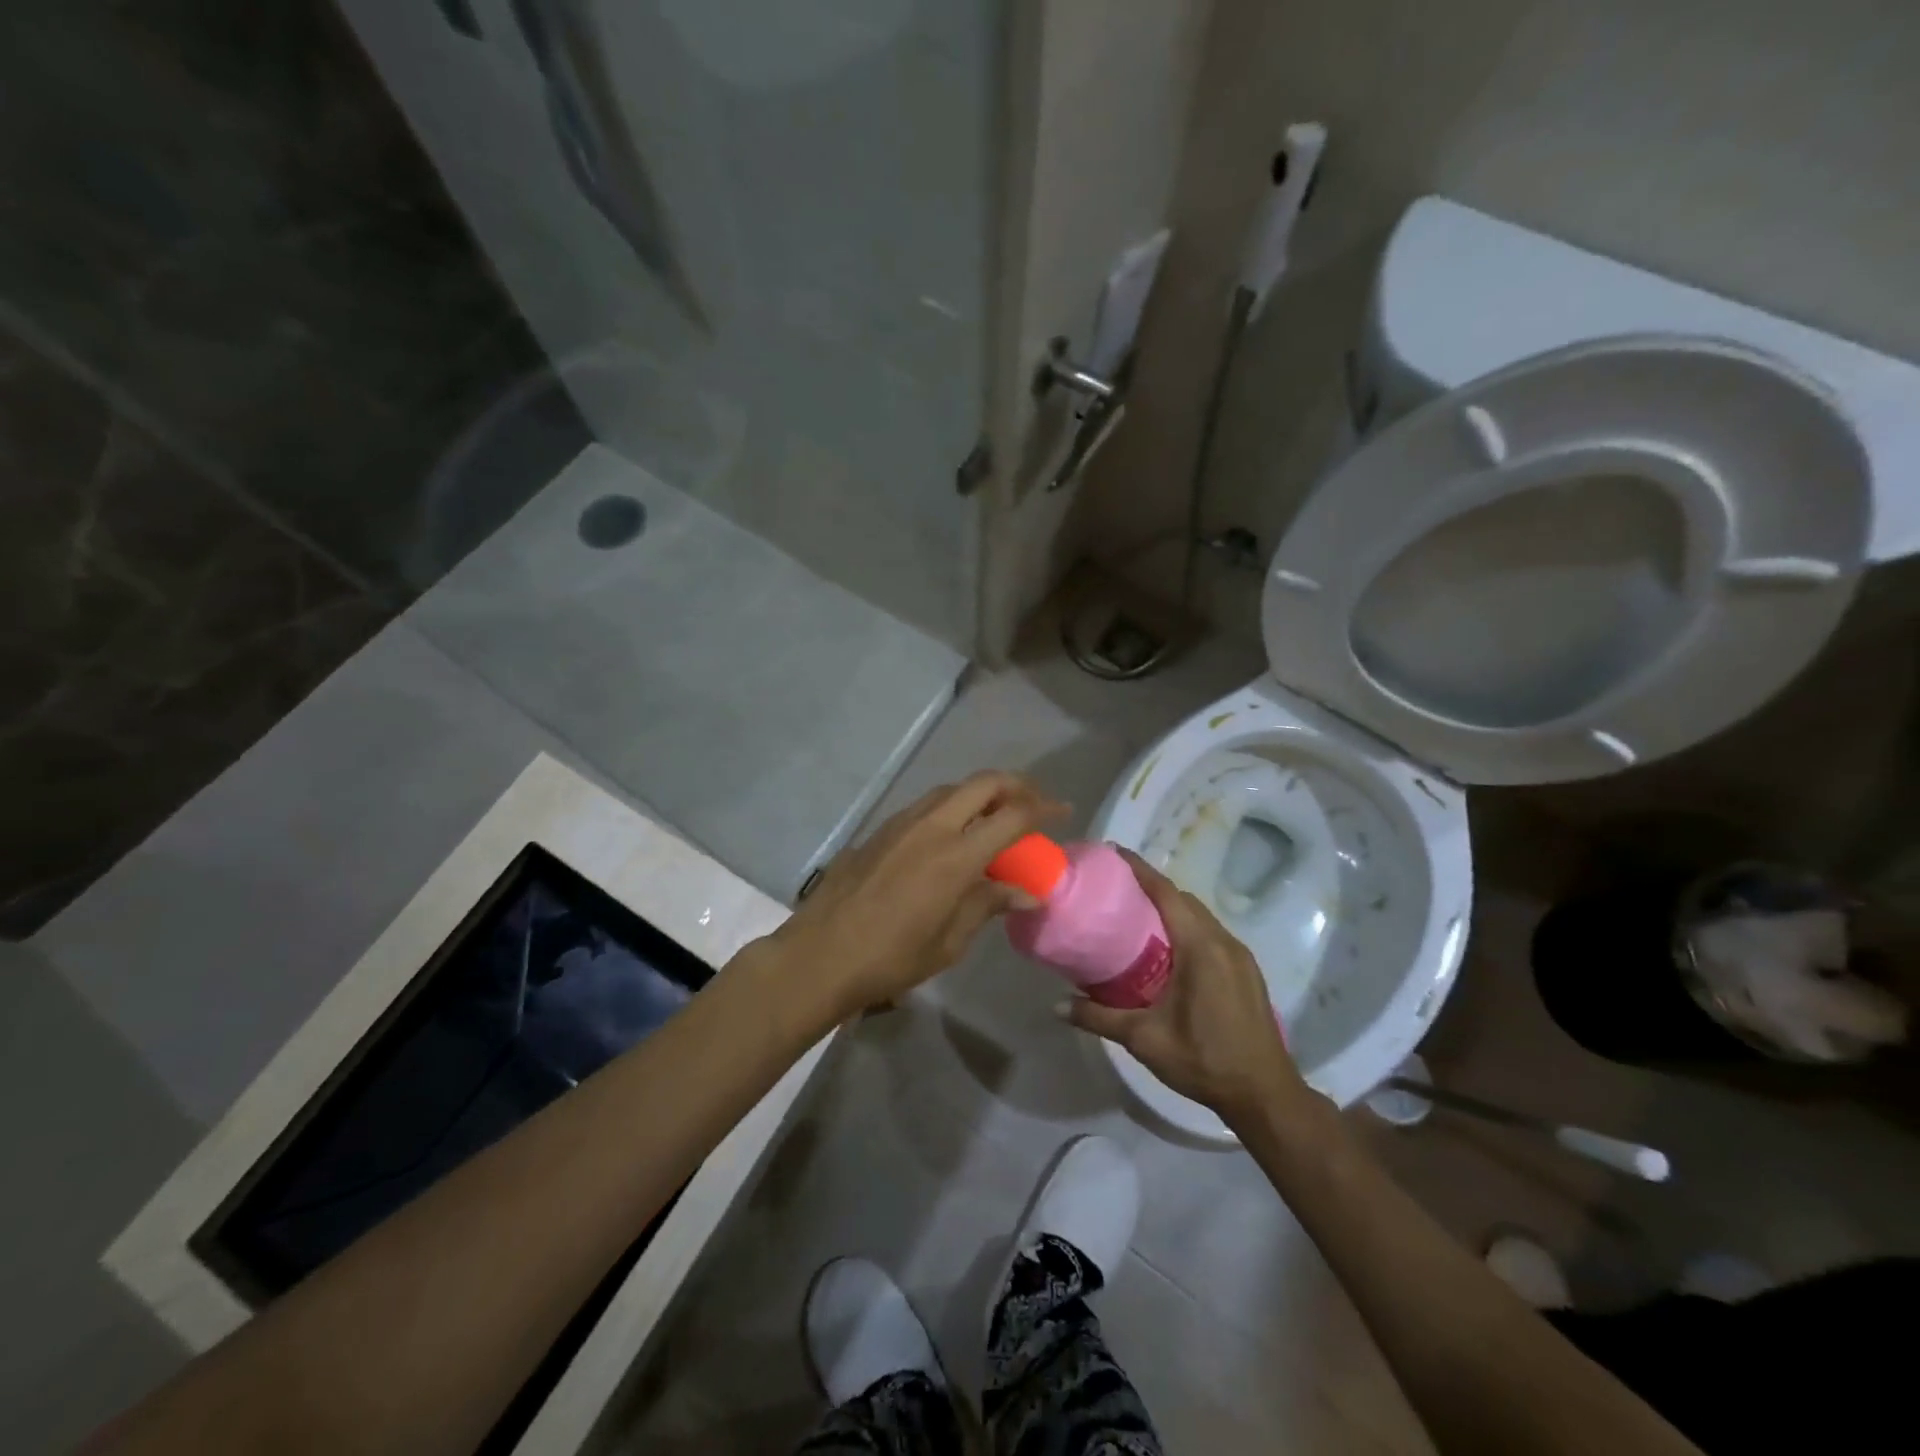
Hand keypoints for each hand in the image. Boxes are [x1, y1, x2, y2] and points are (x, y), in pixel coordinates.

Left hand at [765, 771, 1066, 1018]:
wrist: (820, 954)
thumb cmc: (890, 958)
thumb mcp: (949, 941)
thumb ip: (988, 905)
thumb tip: (1026, 892)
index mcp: (955, 856)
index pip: (1012, 817)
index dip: (1043, 809)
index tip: (1063, 812)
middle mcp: (931, 826)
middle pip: (983, 783)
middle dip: (1016, 785)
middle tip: (1033, 804)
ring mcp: (900, 823)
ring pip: (951, 790)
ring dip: (980, 794)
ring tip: (995, 818)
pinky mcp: (879, 830)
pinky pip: (925, 806)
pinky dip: (951, 808)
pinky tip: (952, 836)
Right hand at [1065, 849, 1313, 1127]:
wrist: (1264, 1093)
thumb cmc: (1203, 1059)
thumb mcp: (1144, 1039)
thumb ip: (1099, 1018)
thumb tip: (1056, 1006)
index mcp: (1200, 947)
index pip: (1166, 893)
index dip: (1140, 869)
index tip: (1114, 852)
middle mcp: (1223, 941)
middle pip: (1184, 900)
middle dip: (1152, 886)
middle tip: (1116, 887)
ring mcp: (1240, 956)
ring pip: (1200, 916)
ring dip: (1171, 908)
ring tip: (1136, 914)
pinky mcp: (1246, 971)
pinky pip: (1211, 933)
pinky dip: (1187, 927)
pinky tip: (1168, 947)